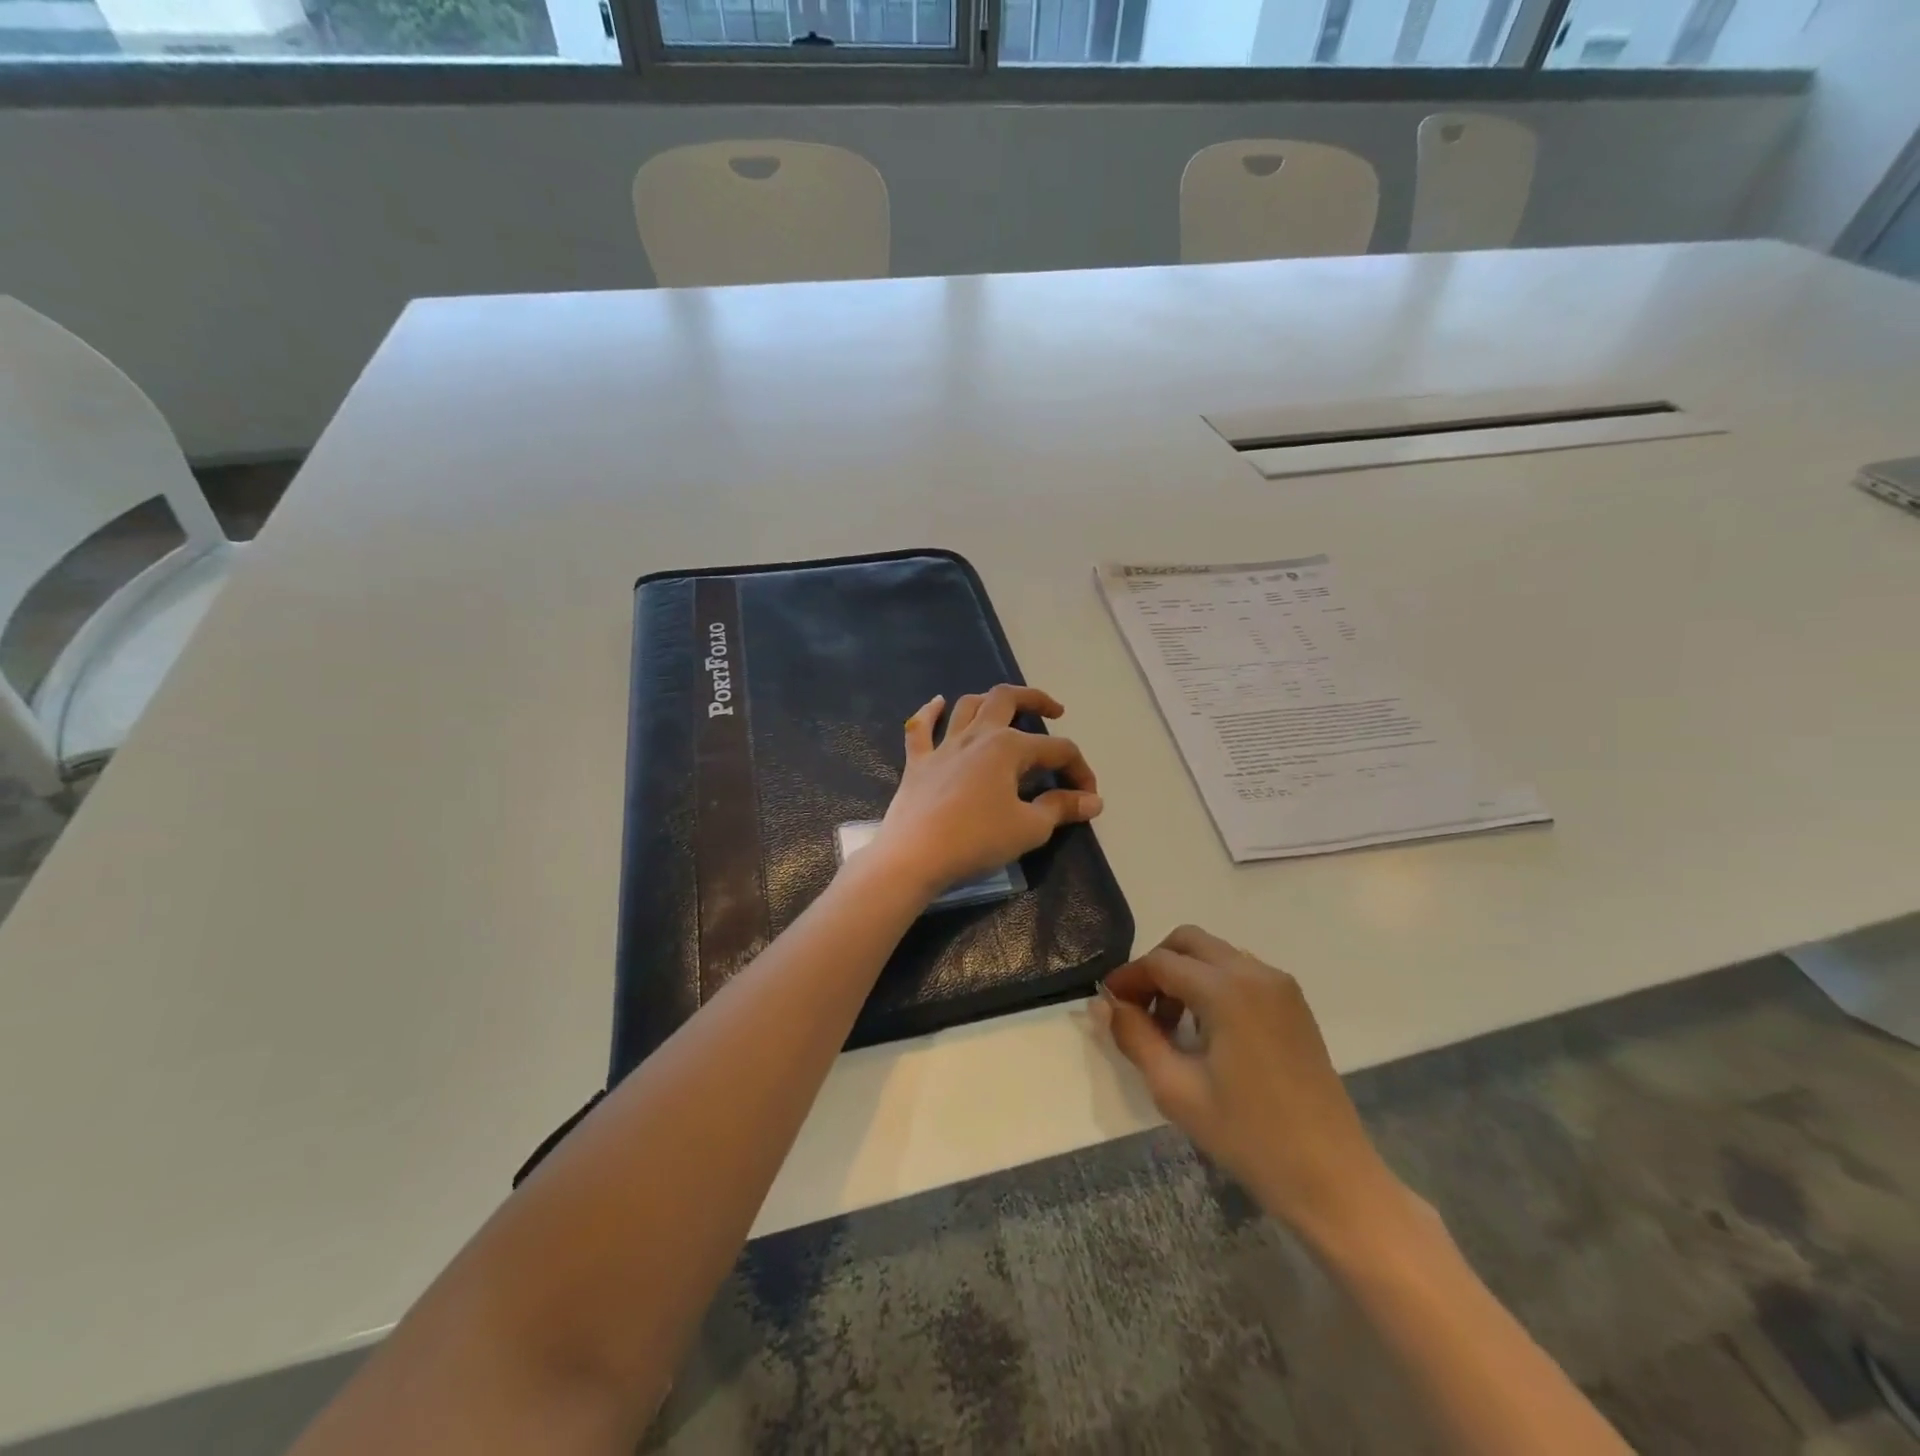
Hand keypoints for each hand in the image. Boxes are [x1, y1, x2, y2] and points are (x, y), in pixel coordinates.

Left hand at [869, 685, 1102, 899]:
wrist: (914, 856)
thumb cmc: (976, 840)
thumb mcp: (1029, 828)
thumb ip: (1061, 808)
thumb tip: (1092, 800)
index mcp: (1008, 747)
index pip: (1057, 750)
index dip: (1080, 771)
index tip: (1088, 799)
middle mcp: (976, 736)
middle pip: (1007, 699)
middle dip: (1035, 699)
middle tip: (1054, 711)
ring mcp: (943, 747)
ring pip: (968, 706)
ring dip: (990, 702)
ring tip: (1005, 710)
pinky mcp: (917, 763)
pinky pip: (920, 728)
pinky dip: (929, 713)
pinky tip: (937, 703)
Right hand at [1096, 925, 1403, 1245]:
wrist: (1332, 1179)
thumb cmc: (1248, 1136)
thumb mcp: (1176, 1089)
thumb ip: (1134, 1036)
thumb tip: (1104, 1003)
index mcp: (1226, 989)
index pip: (1159, 962)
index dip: (1128, 978)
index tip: (1108, 1005)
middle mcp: (1255, 972)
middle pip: (1188, 942)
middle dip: (1156, 967)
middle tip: (1139, 1010)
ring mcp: (1280, 986)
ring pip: (1215, 954)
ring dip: (1184, 975)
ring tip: (1172, 1028)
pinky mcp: (1294, 1004)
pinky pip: (1240, 972)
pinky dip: (1212, 985)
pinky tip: (1207, 1032)